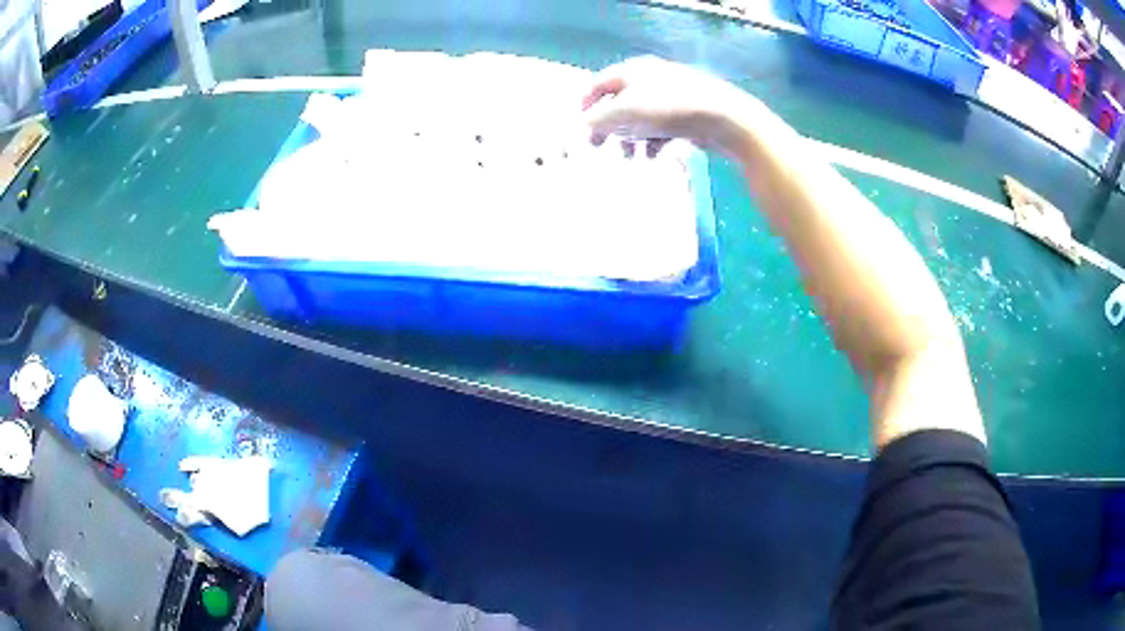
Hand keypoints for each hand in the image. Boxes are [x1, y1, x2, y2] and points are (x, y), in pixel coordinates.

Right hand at [581, 56, 762, 156]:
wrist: (723, 118)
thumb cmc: (668, 109)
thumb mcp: (624, 112)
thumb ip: (598, 119)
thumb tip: (583, 126)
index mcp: (632, 71)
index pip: (598, 83)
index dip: (586, 104)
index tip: (580, 127)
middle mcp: (649, 79)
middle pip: (618, 102)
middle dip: (608, 126)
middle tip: (598, 146)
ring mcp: (669, 96)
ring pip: (639, 118)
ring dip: (630, 139)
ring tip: (630, 158)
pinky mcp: (686, 114)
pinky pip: (660, 128)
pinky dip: (652, 142)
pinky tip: (653, 157)